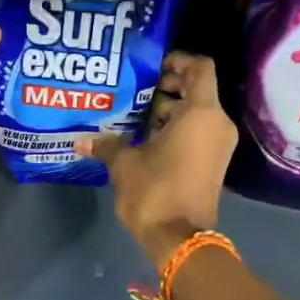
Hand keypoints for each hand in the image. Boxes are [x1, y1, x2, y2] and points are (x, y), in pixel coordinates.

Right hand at [75, 53, 237, 267]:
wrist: (180, 239)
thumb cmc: (155, 192)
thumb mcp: (124, 164)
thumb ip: (107, 145)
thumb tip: (81, 140)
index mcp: (201, 113)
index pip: (200, 67)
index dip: (177, 60)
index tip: (151, 66)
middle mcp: (216, 124)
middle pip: (196, 89)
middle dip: (167, 85)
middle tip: (136, 88)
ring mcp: (218, 144)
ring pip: (195, 112)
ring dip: (168, 109)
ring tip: (134, 112)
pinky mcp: (213, 162)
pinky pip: (197, 132)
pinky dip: (175, 128)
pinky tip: (144, 136)